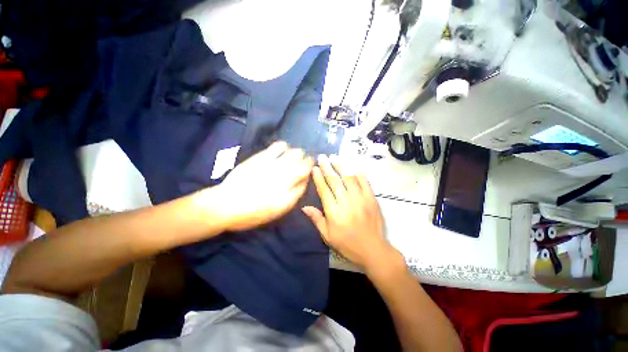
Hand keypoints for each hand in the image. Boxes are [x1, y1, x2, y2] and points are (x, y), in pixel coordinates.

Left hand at [207, 141, 313, 230]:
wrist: (226, 204)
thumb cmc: (254, 212)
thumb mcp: (279, 209)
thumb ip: (295, 194)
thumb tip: (304, 180)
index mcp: (289, 187)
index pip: (306, 173)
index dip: (310, 169)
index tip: (310, 169)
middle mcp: (284, 173)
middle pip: (302, 161)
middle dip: (306, 159)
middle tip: (304, 162)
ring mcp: (273, 163)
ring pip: (293, 152)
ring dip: (297, 153)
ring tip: (296, 155)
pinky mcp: (261, 157)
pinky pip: (278, 146)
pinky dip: (284, 146)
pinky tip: (284, 148)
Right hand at [302, 155, 400, 269]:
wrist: (372, 249)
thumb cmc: (347, 244)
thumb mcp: (327, 235)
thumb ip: (316, 219)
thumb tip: (304, 207)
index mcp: (334, 211)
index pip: (324, 190)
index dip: (319, 177)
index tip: (315, 168)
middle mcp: (346, 202)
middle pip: (335, 180)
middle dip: (327, 167)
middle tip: (322, 157)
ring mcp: (360, 198)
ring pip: (349, 177)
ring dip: (341, 165)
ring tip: (334, 157)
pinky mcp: (372, 198)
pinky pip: (364, 182)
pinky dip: (358, 173)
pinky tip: (352, 166)